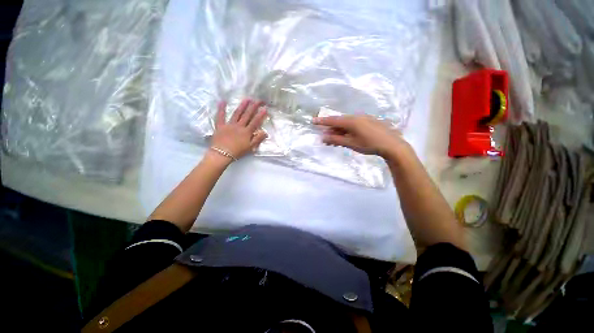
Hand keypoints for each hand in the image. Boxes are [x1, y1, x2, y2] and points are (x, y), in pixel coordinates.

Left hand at [211, 99, 267, 159]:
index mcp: (247, 132)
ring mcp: (229, 124)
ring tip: (247, 99)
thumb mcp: (250, 147)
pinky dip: (221, 109)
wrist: (222, 154)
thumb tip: (265, 132)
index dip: (260, 115)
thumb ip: (258, 139)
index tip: (265, 108)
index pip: (255, 121)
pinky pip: (221, 116)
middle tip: (258, 100)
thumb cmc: (238, 151)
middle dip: (253, 107)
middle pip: (247, 115)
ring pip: (237, 113)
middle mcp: (239, 126)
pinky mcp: (220, 125)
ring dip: (242, 106)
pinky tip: (222, 101)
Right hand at [313, 115, 410, 158]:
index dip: (322, 121)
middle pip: (339, 122)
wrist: (392, 145)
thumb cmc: (369, 145)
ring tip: (333, 141)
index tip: (313, 121)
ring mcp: (363, 119)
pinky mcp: (368, 122)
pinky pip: (353, 125)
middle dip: (331, 130)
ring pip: (346, 124)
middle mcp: (356, 117)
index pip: (332, 120)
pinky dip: (347, 131)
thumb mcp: (351, 143)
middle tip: (325, 139)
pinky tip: (345, 138)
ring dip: (338, 132)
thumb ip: (336, 139)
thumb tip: (323, 137)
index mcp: (351, 121)